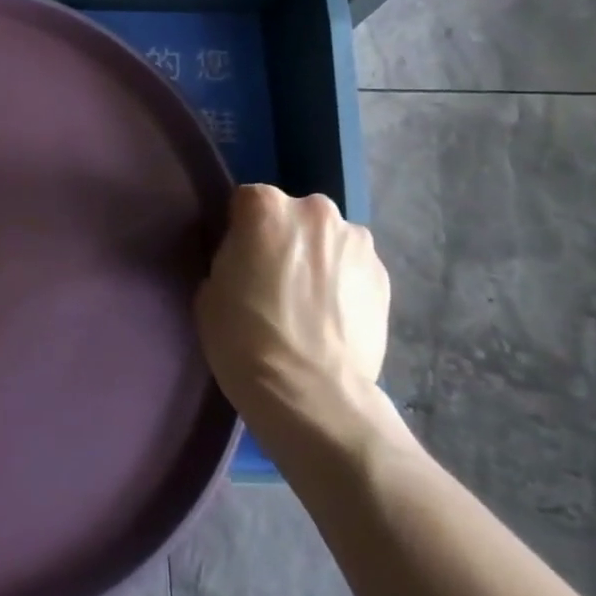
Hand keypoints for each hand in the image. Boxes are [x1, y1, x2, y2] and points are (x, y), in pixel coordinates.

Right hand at [194, 185, 390, 463]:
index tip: (239, 259)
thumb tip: (249, 260)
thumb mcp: (210, 288)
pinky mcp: (385, 277)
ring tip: (309, 303)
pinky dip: (344, 284)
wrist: (310, 393)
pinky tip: (332, 317)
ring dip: (319, 259)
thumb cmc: (243, 337)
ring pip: (328, 240)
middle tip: (274, 280)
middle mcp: (315, 210)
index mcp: (266, 206)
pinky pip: (354, 269)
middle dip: (285, 238)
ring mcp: (357, 242)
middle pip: (293, 215)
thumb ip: (231, 257)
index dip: (241, 230)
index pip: (246, 202)